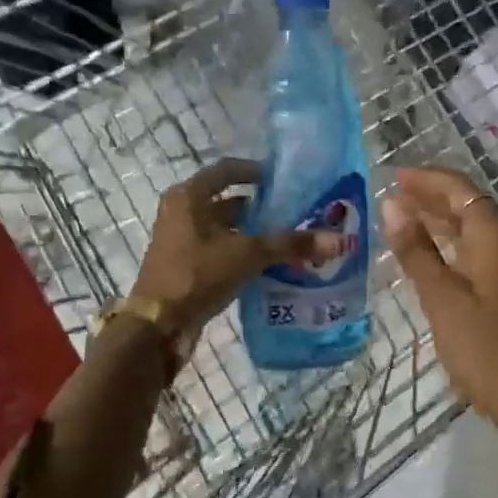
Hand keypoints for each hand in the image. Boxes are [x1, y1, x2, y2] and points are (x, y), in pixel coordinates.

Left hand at [132, 158, 342, 342]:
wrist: (158, 326)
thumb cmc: (197, 275)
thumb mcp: (247, 255)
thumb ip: (291, 245)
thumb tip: (340, 240)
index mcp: (189, 196)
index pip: (228, 171)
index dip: (257, 172)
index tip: (286, 180)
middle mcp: (181, 212)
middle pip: (228, 201)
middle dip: (261, 208)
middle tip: (296, 214)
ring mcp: (181, 241)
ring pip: (225, 229)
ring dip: (254, 234)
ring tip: (290, 241)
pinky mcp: (185, 266)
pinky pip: (220, 251)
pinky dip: (243, 254)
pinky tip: (270, 266)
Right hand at [380, 166, 497, 444]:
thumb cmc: (486, 349)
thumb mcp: (442, 299)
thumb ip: (416, 250)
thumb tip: (392, 206)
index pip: (460, 188)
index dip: (426, 179)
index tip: (393, 177)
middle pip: (472, 205)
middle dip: (433, 198)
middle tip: (394, 199)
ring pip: (480, 230)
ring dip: (445, 222)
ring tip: (408, 222)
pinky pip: (488, 252)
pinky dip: (460, 246)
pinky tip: (439, 259)